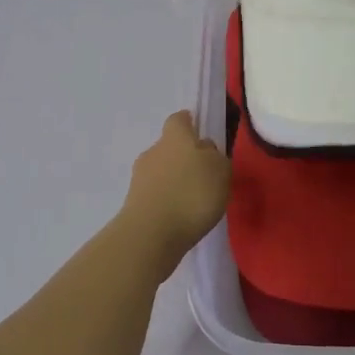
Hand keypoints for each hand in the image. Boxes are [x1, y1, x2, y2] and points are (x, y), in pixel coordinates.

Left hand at [118, 111, 231, 266]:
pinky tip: (180, 215)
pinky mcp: (134, 203)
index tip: (198, 131)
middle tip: (203, 174)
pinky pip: (155, 193)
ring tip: (193, 199)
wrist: (151, 234)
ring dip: (175, 180)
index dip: (189, 123)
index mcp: (175, 137)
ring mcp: (140, 177)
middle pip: (169, 146)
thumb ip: (215, 157)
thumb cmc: (192, 194)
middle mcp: (154, 151)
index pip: (179, 119)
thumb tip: (205, 151)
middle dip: (184, 156)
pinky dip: (167, 199)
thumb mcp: (220, 171)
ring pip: (161, 171)